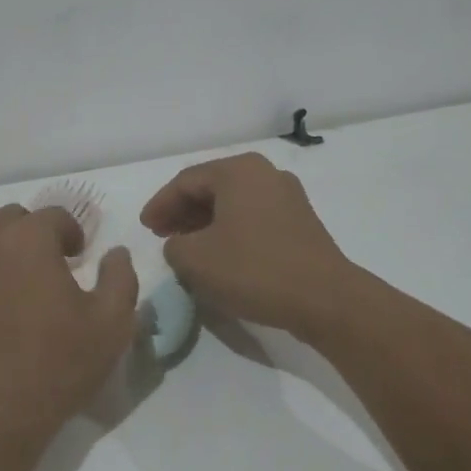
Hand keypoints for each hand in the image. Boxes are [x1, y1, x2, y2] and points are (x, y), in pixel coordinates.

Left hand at [0, 200, 138, 438]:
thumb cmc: (56, 365)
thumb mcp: (111, 325)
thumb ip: (120, 278)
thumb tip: (117, 251)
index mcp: (32, 238)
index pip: (55, 215)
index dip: (71, 235)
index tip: (76, 260)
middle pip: (12, 215)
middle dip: (31, 234)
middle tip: (42, 268)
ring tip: (0, 262)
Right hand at [140, 152, 354, 338]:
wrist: (325, 299)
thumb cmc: (254, 270)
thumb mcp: (196, 260)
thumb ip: (174, 246)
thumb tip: (181, 245)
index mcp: (238, 171)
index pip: (185, 182)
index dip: (160, 205)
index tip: (145, 228)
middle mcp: (264, 173)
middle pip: (211, 187)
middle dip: (182, 211)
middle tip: (161, 234)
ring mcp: (287, 196)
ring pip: (233, 203)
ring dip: (205, 222)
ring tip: (187, 247)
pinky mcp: (301, 222)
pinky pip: (253, 217)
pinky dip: (230, 230)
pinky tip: (220, 254)